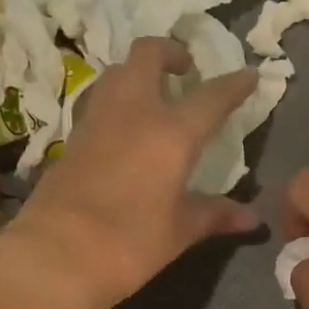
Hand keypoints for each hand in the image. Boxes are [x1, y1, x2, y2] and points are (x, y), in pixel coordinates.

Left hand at [8, 37, 260, 308]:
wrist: (56, 256)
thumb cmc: (130, 243)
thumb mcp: (179, 231)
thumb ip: (215, 215)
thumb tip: (252, 219)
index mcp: (172, 132)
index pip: (212, 96)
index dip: (235, 84)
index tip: (249, 75)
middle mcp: (134, 111)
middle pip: (148, 53)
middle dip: (170, 52)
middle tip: (185, 69)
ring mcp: (97, 119)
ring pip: (117, 72)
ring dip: (138, 72)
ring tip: (154, 96)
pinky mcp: (72, 137)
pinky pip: (98, 101)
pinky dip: (116, 100)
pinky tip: (124, 128)